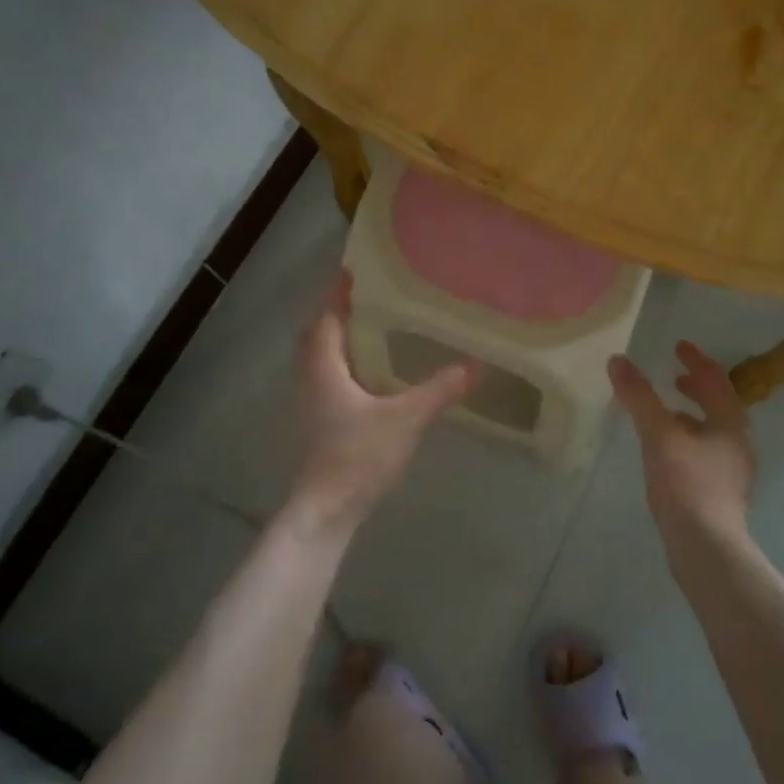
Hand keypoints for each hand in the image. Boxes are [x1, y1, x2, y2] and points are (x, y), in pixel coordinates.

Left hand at [286, 271, 475, 538]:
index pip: (326, 318)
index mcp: (324, 369)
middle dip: (339, 313)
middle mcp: (310, 380)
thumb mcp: (406, 420)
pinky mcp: (316, 424)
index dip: (338, 293)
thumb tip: (474, 365)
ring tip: (373, 328)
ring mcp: (309, 405)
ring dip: (340, 340)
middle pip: (318, 336)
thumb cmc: (357, 456)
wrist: (324, 513)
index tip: (354, 271)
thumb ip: (439, 391)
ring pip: (320, 359)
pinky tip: (370, 374)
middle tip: (369, 297)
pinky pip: (327, 379)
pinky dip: (343, 365)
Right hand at [608, 342, 756, 542]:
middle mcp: (738, 443)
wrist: (707, 549)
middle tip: (674, 376)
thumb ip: (639, 397)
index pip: (716, 379)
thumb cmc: (687, 485)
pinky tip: (666, 452)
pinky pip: (705, 451)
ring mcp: (732, 471)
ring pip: (712, 430)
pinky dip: (688, 438)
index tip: (678, 346)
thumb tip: (618, 360)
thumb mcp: (658, 435)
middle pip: (719, 404)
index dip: (696, 360)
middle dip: (696, 388)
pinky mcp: (721, 493)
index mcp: (730, 422)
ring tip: (665, 413)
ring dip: (691, 414)